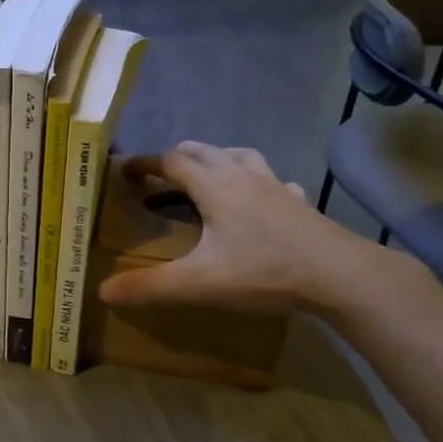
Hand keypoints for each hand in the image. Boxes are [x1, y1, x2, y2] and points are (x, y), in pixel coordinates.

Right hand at [96, 141, 428, 323]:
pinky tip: (262, 201)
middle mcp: (242, 175)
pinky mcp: (299, 202)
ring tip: (207, 179)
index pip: (171, 161)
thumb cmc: (264, 271)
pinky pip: (273, 180)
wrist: (339, 275)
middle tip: (159, 177)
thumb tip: (103, 291)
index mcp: (214, 187)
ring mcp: (275, 185)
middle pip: (202, 150)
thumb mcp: (200, 283)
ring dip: (216, 160)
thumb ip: (150, 286)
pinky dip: (257, 183)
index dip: (145, 163)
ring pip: (239, 156)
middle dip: (176, 158)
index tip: (125, 171)